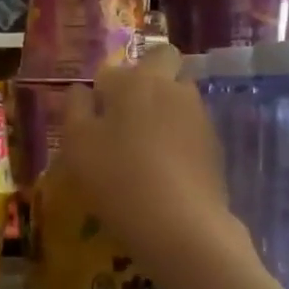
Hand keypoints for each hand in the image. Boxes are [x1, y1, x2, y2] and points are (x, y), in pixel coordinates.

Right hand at [57, 44, 241, 258]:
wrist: (179, 224)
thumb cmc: (116, 177)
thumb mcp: (77, 144)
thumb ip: (75, 109)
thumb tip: (79, 90)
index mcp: (135, 81)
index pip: (113, 69)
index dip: (101, 90)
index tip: (91, 118)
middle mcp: (172, 88)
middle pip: (162, 65)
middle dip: (146, 79)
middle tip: (124, 116)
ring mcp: (199, 115)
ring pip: (179, 97)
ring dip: (162, 110)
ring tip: (142, 148)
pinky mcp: (214, 145)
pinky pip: (190, 128)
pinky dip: (177, 138)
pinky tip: (162, 169)